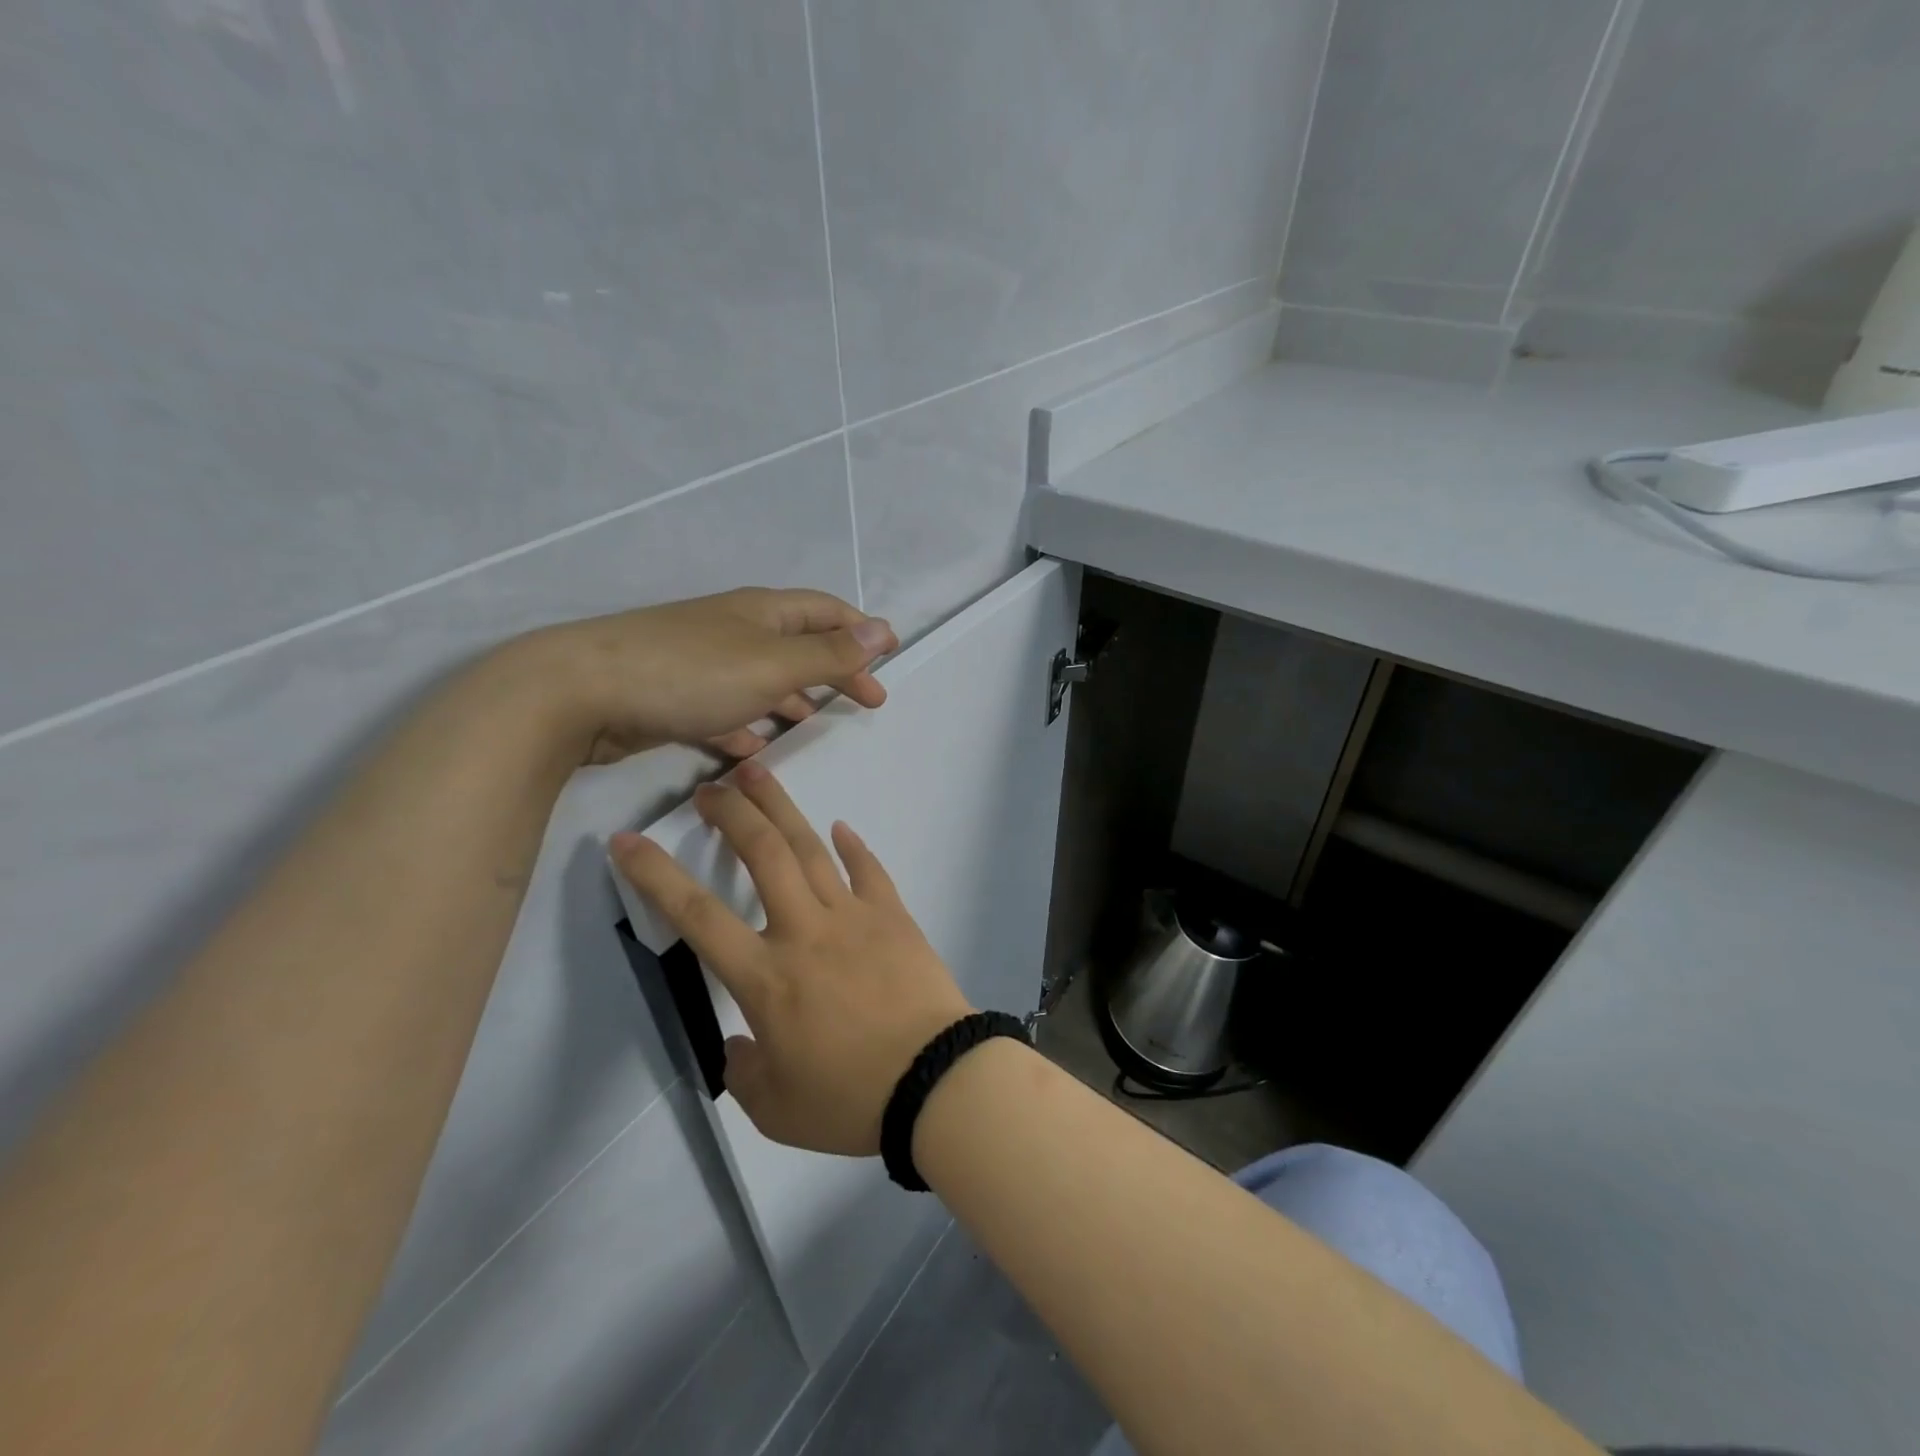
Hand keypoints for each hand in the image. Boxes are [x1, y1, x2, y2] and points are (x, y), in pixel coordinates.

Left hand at [507, 588, 897, 763]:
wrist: (581, 693)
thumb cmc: (692, 673)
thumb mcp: (774, 664)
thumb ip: (830, 654)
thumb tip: (883, 630)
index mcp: (763, 614)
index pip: (826, 611)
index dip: (861, 630)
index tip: (890, 656)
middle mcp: (735, 631)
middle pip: (799, 644)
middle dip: (835, 670)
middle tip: (867, 701)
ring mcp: (702, 663)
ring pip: (762, 678)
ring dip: (793, 697)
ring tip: (815, 723)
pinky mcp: (675, 697)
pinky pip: (725, 709)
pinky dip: (747, 724)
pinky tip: (753, 748)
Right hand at [609, 762, 972, 1154]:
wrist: (936, 1080)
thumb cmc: (851, 1099)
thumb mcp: (777, 1108)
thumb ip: (745, 1071)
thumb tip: (739, 1044)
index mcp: (766, 977)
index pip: (697, 916)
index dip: (655, 875)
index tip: (627, 840)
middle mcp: (804, 931)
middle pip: (762, 855)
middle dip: (732, 814)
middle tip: (711, 787)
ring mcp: (853, 917)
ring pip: (810, 849)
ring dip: (782, 808)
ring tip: (759, 773)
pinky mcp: (893, 916)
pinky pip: (869, 870)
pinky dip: (853, 846)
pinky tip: (842, 828)